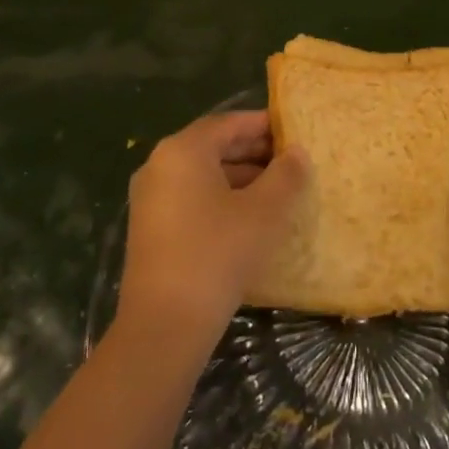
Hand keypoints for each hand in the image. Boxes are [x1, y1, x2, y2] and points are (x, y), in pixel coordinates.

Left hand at [117, 110, 307, 345]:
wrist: (164, 324)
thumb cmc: (217, 253)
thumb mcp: (263, 212)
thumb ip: (285, 175)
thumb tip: (297, 153)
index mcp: (183, 150)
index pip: (228, 123)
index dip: (263, 124)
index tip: (294, 130)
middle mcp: (160, 165)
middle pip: (213, 147)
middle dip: (254, 152)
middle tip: (292, 161)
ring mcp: (151, 198)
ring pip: (203, 175)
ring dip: (241, 178)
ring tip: (280, 191)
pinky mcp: (151, 229)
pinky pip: (192, 199)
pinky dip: (222, 200)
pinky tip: (251, 219)